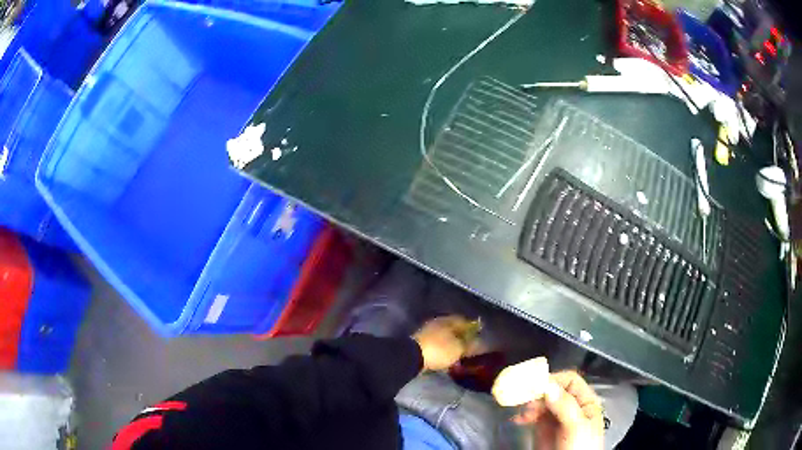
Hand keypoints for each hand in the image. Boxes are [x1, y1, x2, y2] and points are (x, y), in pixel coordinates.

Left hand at [412, 316, 474, 371]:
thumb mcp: (458, 348)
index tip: (480, 336)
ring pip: (445, 338)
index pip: (464, 320)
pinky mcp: (421, 344)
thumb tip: (480, 342)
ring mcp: (428, 333)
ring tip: (459, 355)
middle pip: (453, 329)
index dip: (473, 328)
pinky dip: (443, 351)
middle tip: (470, 347)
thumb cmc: (439, 350)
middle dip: (462, 337)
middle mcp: (437, 323)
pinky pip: (437, 346)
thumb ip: (470, 344)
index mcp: (447, 320)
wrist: (412, 358)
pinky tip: (447, 359)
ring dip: (452, 345)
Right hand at [513, 371, 603, 449]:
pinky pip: (533, 416)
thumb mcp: (577, 427)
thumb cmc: (581, 448)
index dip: (554, 380)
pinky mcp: (544, 429)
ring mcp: (557, 418)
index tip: (536, 385)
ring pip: (541, 402)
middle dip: (537, 393)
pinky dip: (524, 415)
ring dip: (529, 404)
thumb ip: (565, 406)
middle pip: (553, 390)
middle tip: (524, 398)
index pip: (570, 381)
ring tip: (522, 414)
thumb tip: (548, 386)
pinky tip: (518, 419)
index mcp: (585, 402)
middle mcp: (571, 407)